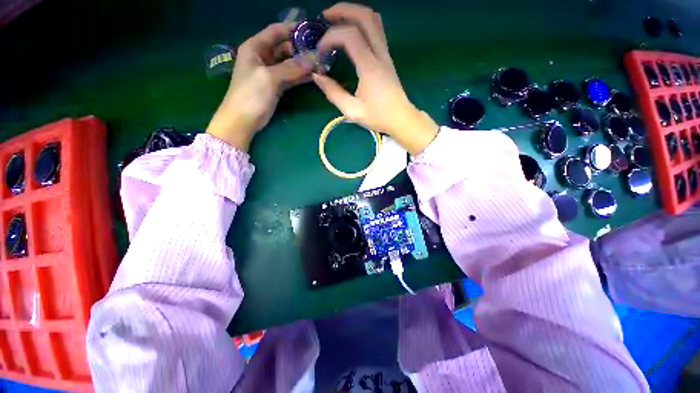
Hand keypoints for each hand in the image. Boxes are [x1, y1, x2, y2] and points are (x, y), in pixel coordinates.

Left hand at [207, 23, 312, 150]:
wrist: (243, 120)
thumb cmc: (251, 94)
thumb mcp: (270, 77)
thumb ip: (292, 68)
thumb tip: (313, 59)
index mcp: (255, 47)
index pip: (275, 31)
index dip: (292, 28)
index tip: (311, 29)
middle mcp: (263, 57)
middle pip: (285, 47)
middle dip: (301, 48)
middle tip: (320, 50)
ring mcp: (271, 72)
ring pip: (290, 63)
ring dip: (303, 64)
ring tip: (321, 63)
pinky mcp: (277, 86)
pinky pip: (291, 77)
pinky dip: (301, 77)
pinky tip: (314, 76)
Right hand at [312, 3, 438, 154]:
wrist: (400, 119)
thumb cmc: (378, 117)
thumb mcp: (352, 111)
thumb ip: (333, 93)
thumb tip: (317, 76)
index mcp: (370, 67)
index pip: (349, 36)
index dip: (330, 37)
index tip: (320, 52)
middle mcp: (380, 54)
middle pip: (365, 16)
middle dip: (343, 10)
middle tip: (325, 16)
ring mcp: (386, 54)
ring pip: (373, 20)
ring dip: (354, 13)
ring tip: (336, 20)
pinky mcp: (387, 58)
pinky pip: (376, 30)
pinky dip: (361, 23)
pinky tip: (351, 33)